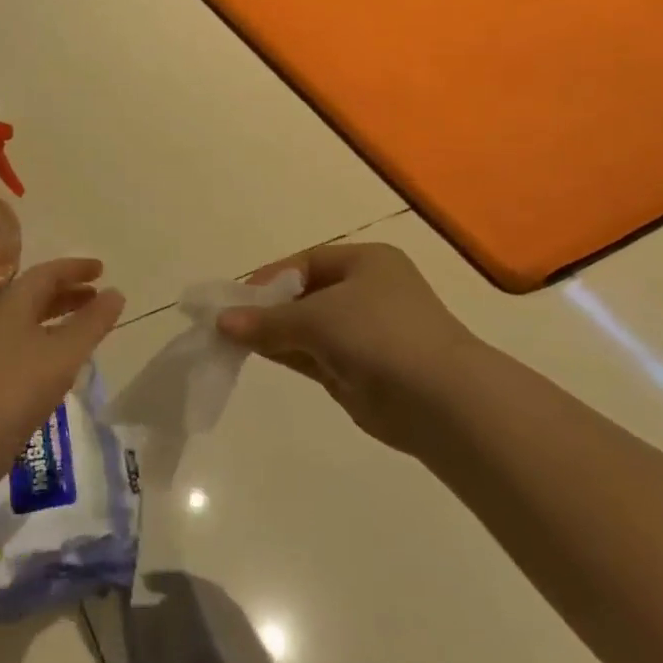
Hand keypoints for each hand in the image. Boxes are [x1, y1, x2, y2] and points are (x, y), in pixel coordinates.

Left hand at [0, 259, 125, 485]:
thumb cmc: (18, 387)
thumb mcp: (64, 352)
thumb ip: (92, 322)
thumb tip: (116, 293)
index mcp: (13, 303)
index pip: (47, 273)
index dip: (75, 268)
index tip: (102, 269)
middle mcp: (0, 319)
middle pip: (37, 295)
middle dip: (69, 291)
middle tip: (98, 295)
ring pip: (31, 321)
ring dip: (60, 317)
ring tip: (87, 326)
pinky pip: (27, 345)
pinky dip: (50, 341)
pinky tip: (64, 361)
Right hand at [217, 244, 472, 455]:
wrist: (439, 399)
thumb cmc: (378, 335)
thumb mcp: (316, 318)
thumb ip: (267, 320)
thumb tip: (222, 322)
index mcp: (366, 262)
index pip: (307, 262)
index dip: (270, 277)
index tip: (238, 297)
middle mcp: (367, 292)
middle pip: (305, 295)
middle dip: (268, 308)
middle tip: (230, 322)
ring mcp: (364, 334)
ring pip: (308, 328)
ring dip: (274, 333)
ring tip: (232, 340)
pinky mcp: (359, 370)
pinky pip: (314, 355)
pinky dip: (287, 353)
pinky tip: (256, 354)